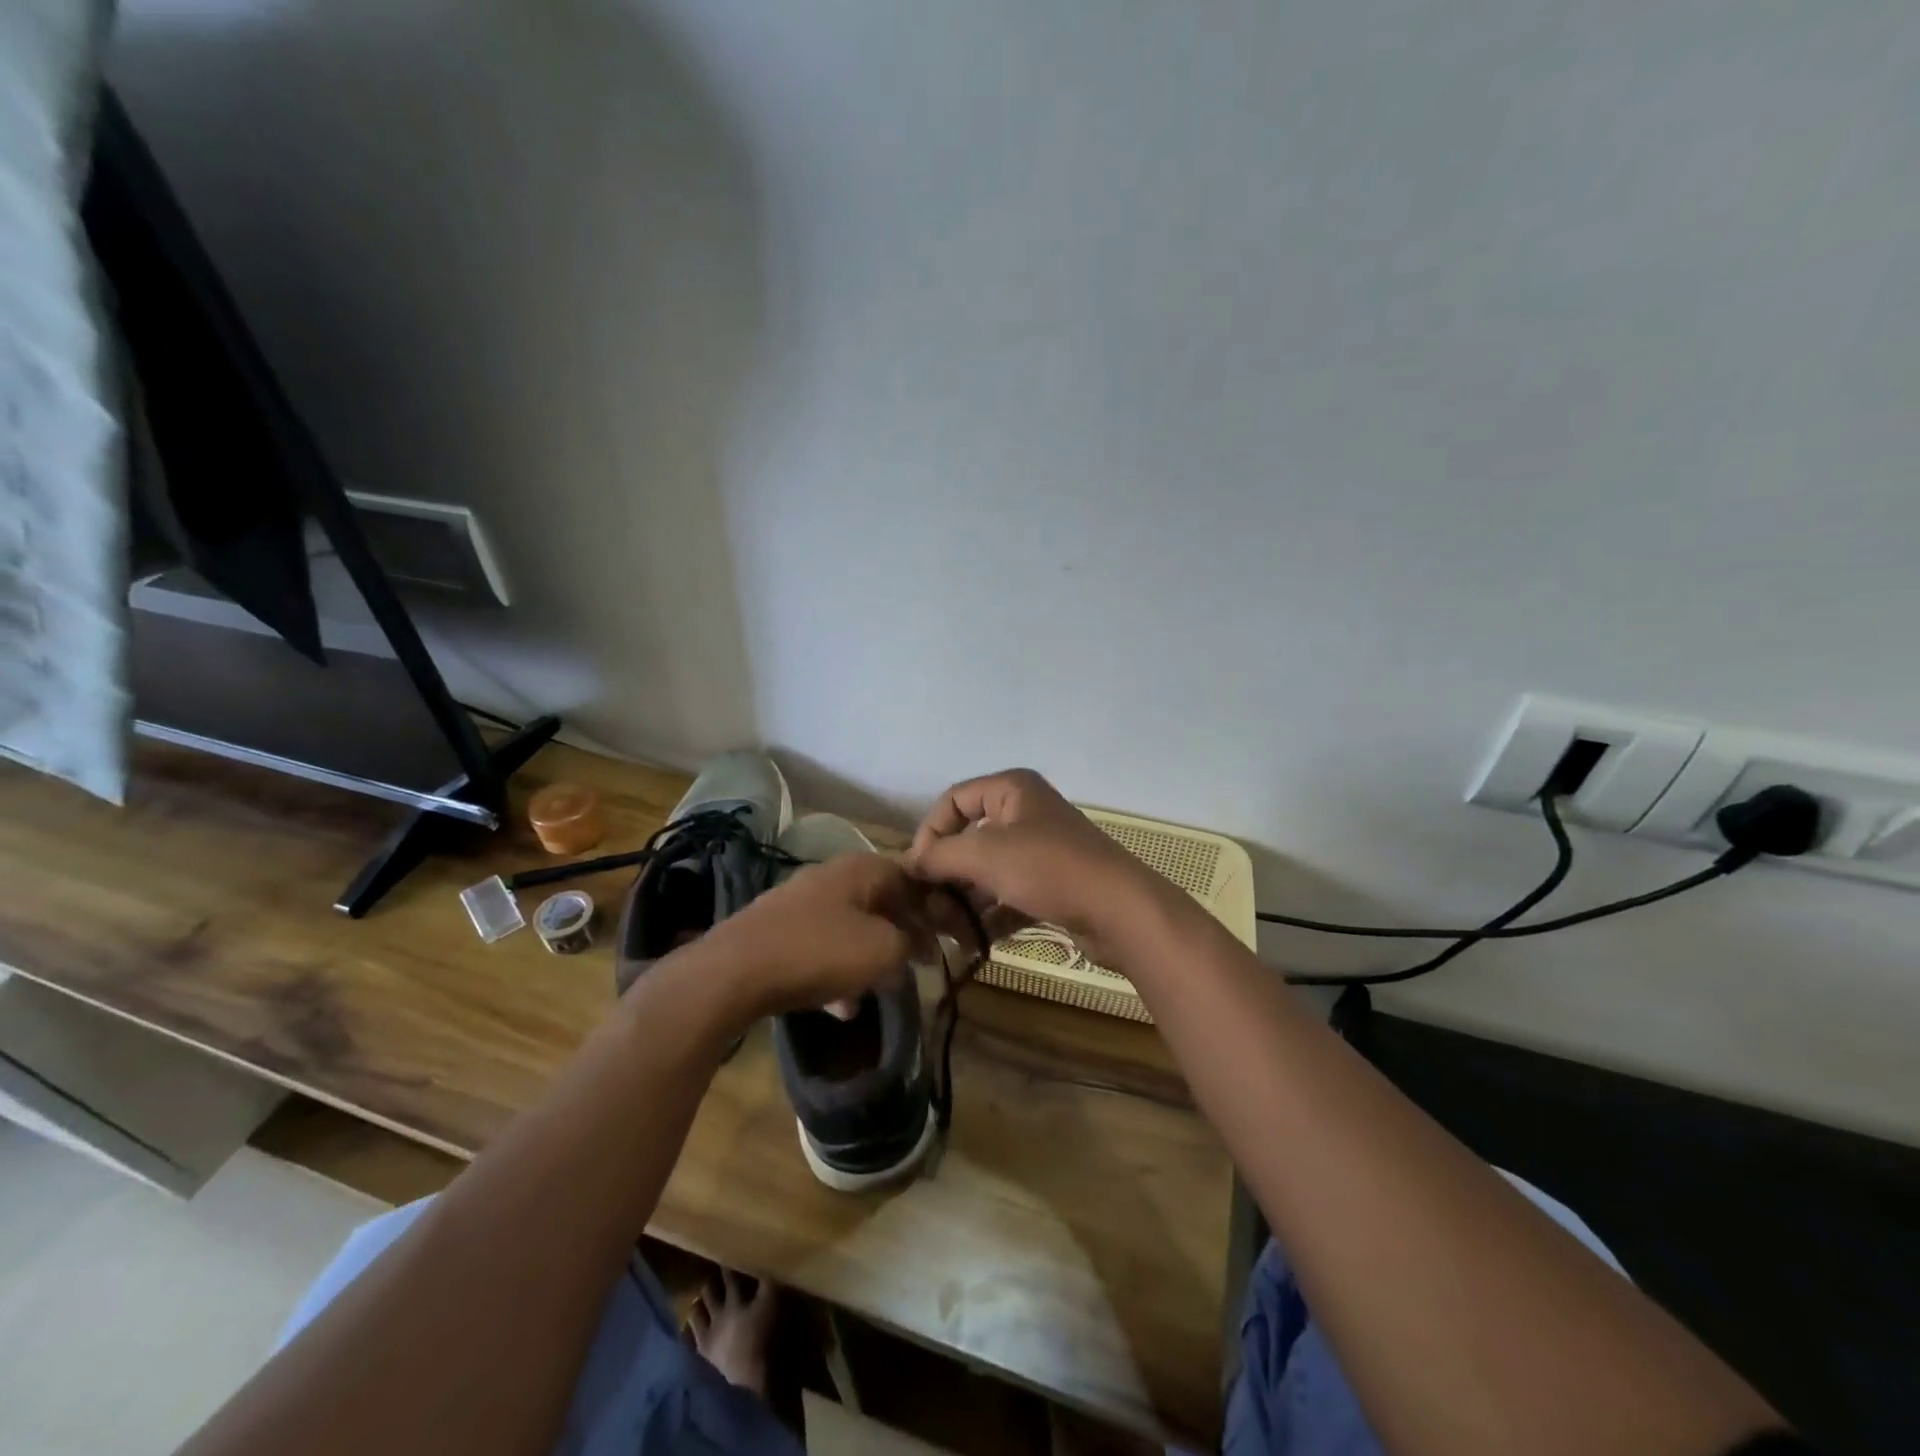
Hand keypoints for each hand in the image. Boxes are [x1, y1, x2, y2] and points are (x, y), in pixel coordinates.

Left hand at [686, 852, 931, 1019]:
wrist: (734, 972)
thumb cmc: (820, 952)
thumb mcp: (883, 951)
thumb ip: (910, 944)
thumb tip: (915, 945)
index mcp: (861, 868)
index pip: (911, 878)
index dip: (933, 909)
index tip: (944, 941)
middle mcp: (831, 876)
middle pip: (880, 903)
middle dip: (900, 936)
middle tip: (915, 965)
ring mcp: (800, 903)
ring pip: (850, 928)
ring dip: (867, 959)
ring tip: (876, 992)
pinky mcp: (777, 931)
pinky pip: (820, 948)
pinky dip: (835, 972)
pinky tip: (838, 1007)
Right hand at [906, 769, 1176, 966]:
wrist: (1119, 910)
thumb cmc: (1048, 868)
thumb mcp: (984, 855)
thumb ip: (939, 855)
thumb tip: (909, 864)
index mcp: (1011, 790)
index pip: (953, 800)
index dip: (930, 832)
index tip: (916, 870)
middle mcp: (1025, 813)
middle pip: (969, 838)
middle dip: (946, 874)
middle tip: (928, 908)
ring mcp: (1040, 850)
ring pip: (988, 871)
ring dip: (964, 900)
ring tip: (947, 930)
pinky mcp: (1051, 885)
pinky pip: (1008, 894)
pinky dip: (990, 915)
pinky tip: (973, 941)